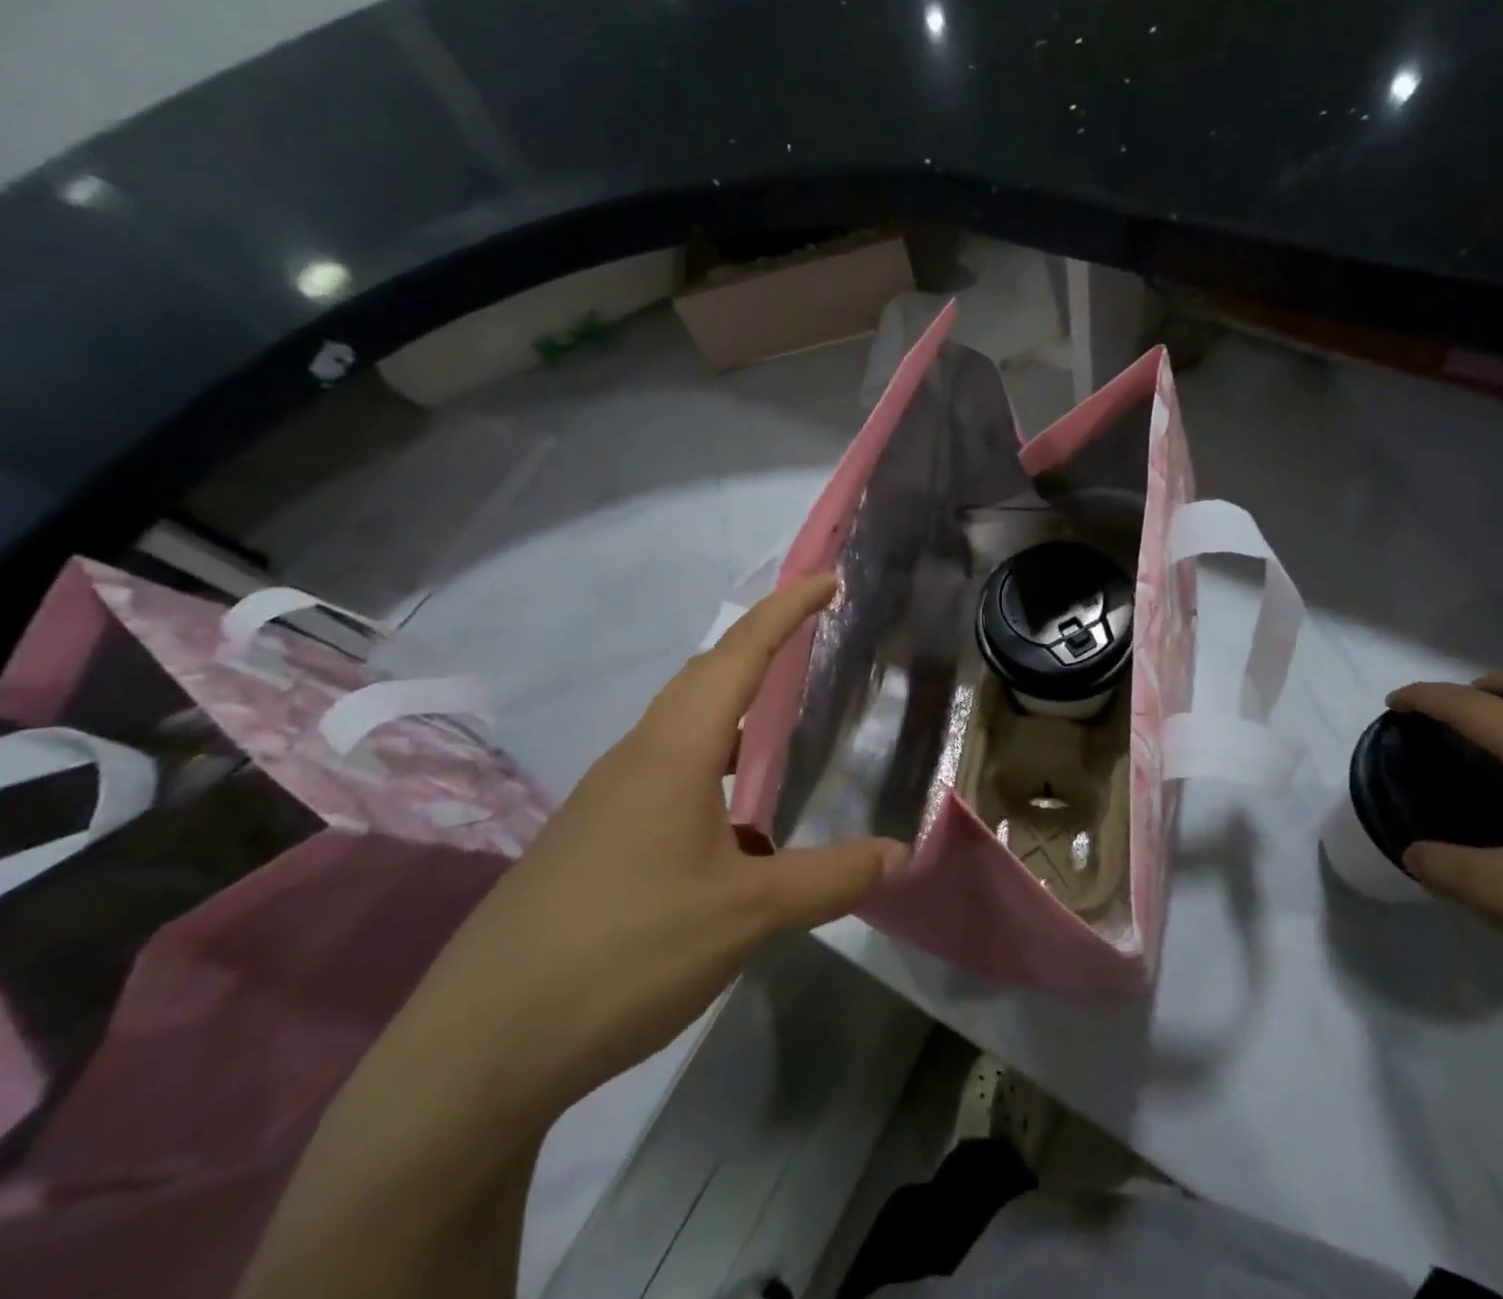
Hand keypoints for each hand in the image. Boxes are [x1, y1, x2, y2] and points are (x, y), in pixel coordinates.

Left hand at [387, 574, 906, 1127]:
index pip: (738, 655)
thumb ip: (828, 879)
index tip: (827, 581)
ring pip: (680, 727)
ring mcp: (605, 800)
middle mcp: (635, 758)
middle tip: (811, 641)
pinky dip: (710, 765)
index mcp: (673, 751)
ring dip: (732, 710)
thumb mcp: (746, 916)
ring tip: (780, 726)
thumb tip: (897, 853)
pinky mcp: (589, 840)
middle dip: (759, 648)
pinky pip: (663, 772)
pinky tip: (731, 821)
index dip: (785, 611)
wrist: (481, 1045)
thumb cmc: (625, 953)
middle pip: (703, 678)